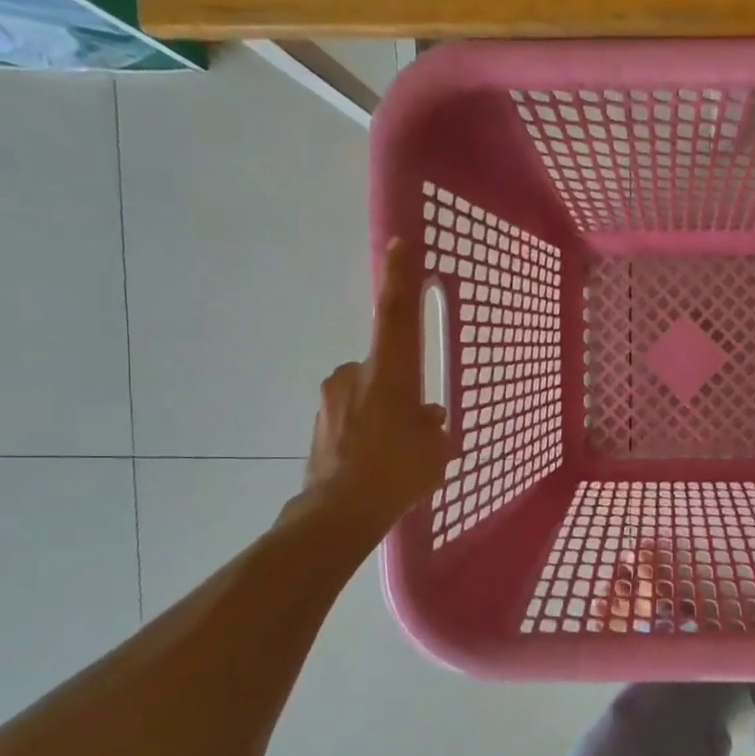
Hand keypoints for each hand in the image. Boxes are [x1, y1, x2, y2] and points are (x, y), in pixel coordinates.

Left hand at [302, 239, 452, 532]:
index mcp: (389, 373)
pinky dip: (366, 429)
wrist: (339, 512)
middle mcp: (355, 375)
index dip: (400, 278)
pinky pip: (352, 416)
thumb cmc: (398, 471)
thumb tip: (427, 417)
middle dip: (401, 388)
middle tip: (417, 423)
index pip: (396, 314)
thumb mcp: (435, 449)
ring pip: (368, 393)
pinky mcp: (318, 423)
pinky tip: (376, 461)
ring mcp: (331, 399)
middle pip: (385, 366)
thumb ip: (433, 425)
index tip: (400, 243)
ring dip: (384, 412)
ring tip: (396, 452)